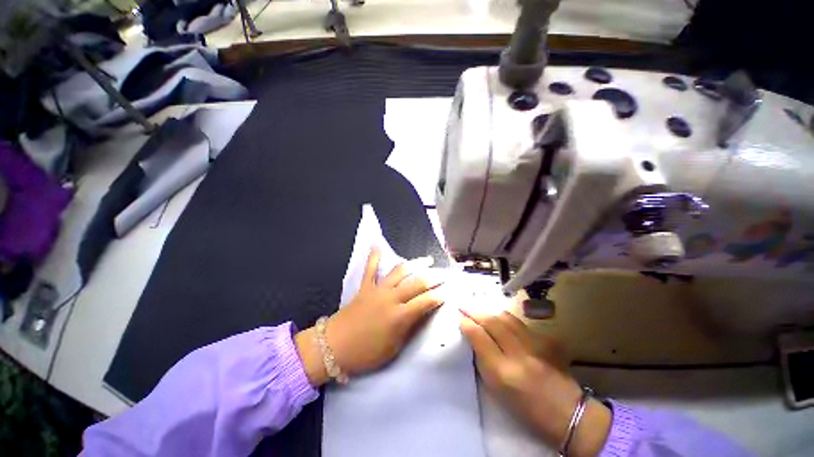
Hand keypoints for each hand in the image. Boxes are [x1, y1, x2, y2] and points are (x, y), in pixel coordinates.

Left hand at [296, 248, 443, 385]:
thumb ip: (410, 329)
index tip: (449, 292)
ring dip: (415, 264)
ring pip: (400, 272)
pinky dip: (374, 257)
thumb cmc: (366, 353)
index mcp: (400, 316)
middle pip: (417, 283)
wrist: (333, 346)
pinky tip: (376, 245)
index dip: (439, 296)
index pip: (426, 302)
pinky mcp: (365, 287)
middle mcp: (392, 298)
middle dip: (434, 278)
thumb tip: (424, 314)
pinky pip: (370, 269)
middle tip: (444, 274)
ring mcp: (378, 289)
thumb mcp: (394, 348)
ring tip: (427, 260)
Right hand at [460, 311, 611, 456]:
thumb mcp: (497, 388)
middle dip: (476, 313)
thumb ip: (483, 359)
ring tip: (486, 317)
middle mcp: (519, 355)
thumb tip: (473, 336)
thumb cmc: (525, 407)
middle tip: (467, 310)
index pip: (479, 337)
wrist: (567, 412)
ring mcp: (536, 345)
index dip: (467, 324)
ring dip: (492, 315)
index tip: (460, 318)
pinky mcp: (548, 340)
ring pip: (507, 318)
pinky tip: (508, 328)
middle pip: (492, 322)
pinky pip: (522, 324)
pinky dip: (510, 323)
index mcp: (502, 372)